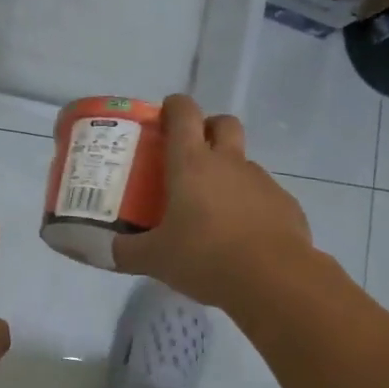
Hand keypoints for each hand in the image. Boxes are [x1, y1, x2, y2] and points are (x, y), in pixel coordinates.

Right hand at [113, 95, 313, 309]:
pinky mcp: (286, 205)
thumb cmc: (205, 258)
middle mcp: (229, 163)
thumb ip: (125, 252)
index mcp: (192, 164)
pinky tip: (242, 236)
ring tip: (213, 209)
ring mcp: (262, 182)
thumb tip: (102, 250)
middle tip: (191, 155)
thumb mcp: (155, 259)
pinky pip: (263, 195)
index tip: (163, 117)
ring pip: (244, 162)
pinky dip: (250, 205)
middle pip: (223, 123)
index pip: (184, 113)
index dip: (173, 107)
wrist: (274, 280)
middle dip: (208, 128)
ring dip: (228, 173)